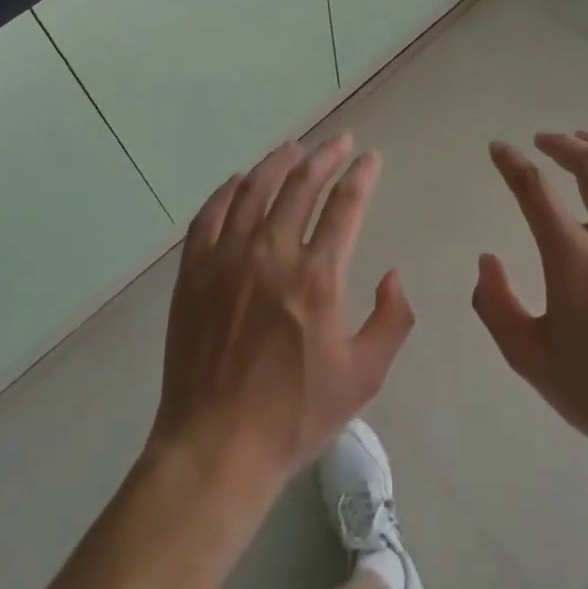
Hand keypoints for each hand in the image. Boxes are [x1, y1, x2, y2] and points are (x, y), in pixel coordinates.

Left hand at [149, 135, 414, 497]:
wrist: (216, 446)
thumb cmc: (295, 414)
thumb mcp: (364, 376)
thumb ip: (392, 319)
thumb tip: (393, 275)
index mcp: (317, 278)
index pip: (346, 206)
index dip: (362, 176)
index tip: (370, 159)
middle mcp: (272, 255)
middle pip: (301, 185)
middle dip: (325, 156)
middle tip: (339, 142)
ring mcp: (227, 259)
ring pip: (254, 190)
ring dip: (278, 163)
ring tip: (293, 148)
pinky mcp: (194, 271)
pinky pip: (210, 215)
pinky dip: (227, 191)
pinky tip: (239, 181)